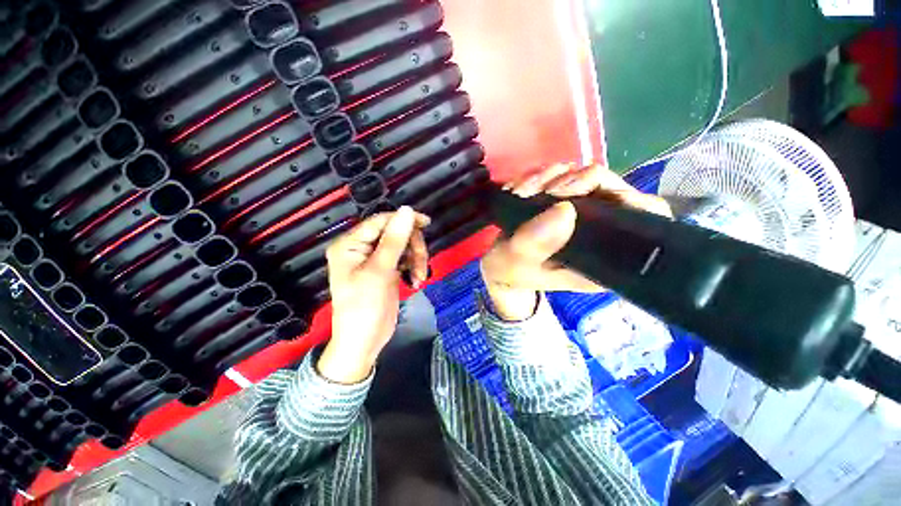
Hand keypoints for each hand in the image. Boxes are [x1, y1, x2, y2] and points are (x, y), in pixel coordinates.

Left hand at [318, 206, 430, 383]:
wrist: (364, 342)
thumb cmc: (365, 307)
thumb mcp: (380, 271)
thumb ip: (394, 240)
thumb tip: (407, 210)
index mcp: (350, 244)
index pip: (380, 221)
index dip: (404, 219)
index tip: (426, 223)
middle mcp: (361, 248)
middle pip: (395, 233)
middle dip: (412, 247)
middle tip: (420, 265)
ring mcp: (375, 259)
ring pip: (403, 246)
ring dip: (415, 259)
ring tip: (419, 278)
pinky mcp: (387, 269)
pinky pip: (405, 258)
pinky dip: (413, 267)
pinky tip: (414, 281)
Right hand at [484, 163, 670, 320]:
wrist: (499, 264)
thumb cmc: (510, 271)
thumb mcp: (516, 264)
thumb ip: (534, 243)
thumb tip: (564, 210)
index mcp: (601, 256)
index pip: (644, 220)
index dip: (631, 201)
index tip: (589, 195)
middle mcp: (598, 231)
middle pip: (611, 187)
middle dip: (575, 182)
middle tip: (545, 191)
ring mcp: (580, 212)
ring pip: (582, 175)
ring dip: (550, 177)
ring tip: (522, 192)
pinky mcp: (562, 200)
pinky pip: (560, 174)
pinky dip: (539, 176)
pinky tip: (520, 188)